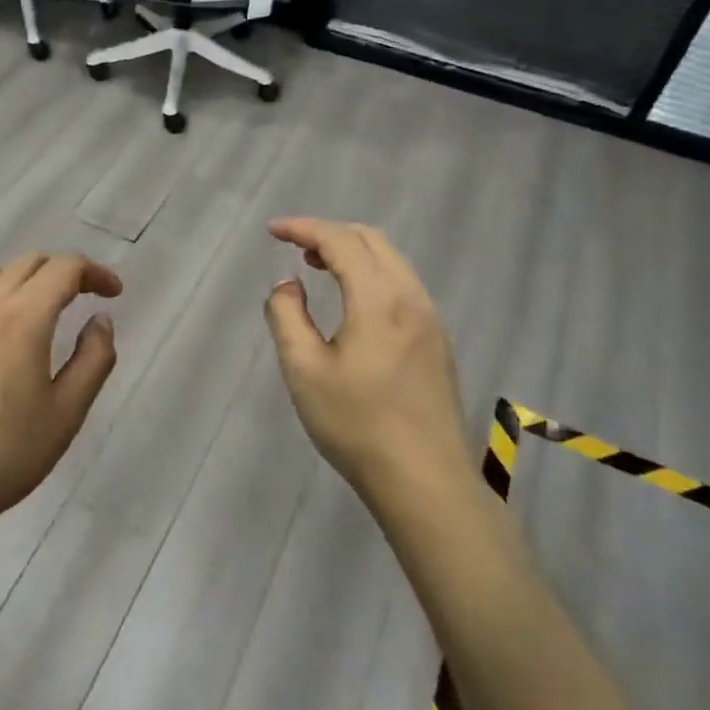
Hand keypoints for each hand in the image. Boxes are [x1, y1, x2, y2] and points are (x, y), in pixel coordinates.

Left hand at [0, 252, 122, 539]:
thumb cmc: (5, 453)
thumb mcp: (66, 412)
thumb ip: (93, 359)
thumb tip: (100, 320)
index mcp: (24, 317)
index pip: (65, 268)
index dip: (95, 272)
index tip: (114, 294)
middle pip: (30, 262)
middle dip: (64, 272)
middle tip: (85, 299)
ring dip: (24, 279)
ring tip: (39, 310)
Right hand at [263, 218, 472, 505]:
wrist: (425, 481)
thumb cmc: (356, 424)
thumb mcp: (303, 370)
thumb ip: (287, 316)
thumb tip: (287, 284)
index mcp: (378, 298)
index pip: (340, 240)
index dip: (304, 228)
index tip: (273, 231)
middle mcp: (411, 297)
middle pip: (371, 240)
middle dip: (329, 233)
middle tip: (294, 247)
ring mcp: (430, 318)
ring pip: (391, 260)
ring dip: (353, 252)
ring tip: (318, 268)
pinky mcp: (437, 340)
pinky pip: (402, 283)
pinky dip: (372, 273)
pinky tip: (353, 301)